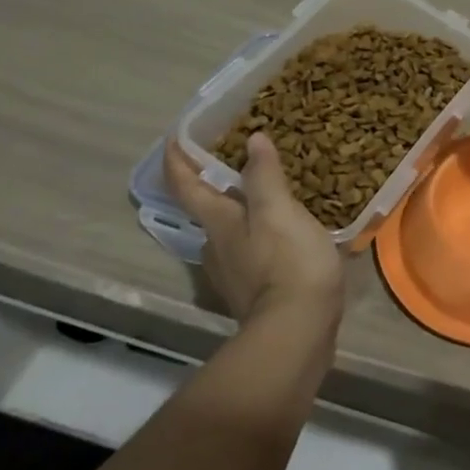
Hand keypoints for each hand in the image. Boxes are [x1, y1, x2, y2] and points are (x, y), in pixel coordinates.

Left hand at [163, 135, 343, 321]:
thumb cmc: (287, 263)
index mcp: (219, 223)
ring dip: (238, 209)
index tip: (173, 137)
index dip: (177, 161)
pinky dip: (259, 233)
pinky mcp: (255, 291)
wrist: (297, 332)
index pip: (187, 187)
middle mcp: (217, 247)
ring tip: (264, 191)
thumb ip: (265, 176)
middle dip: (211, 183)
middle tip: (232, 158)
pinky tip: (282, 230)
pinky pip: (251, 250)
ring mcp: (234, 273)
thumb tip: (252, 139)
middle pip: (205, 210)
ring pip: (228, 231)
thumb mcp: (279, 212)